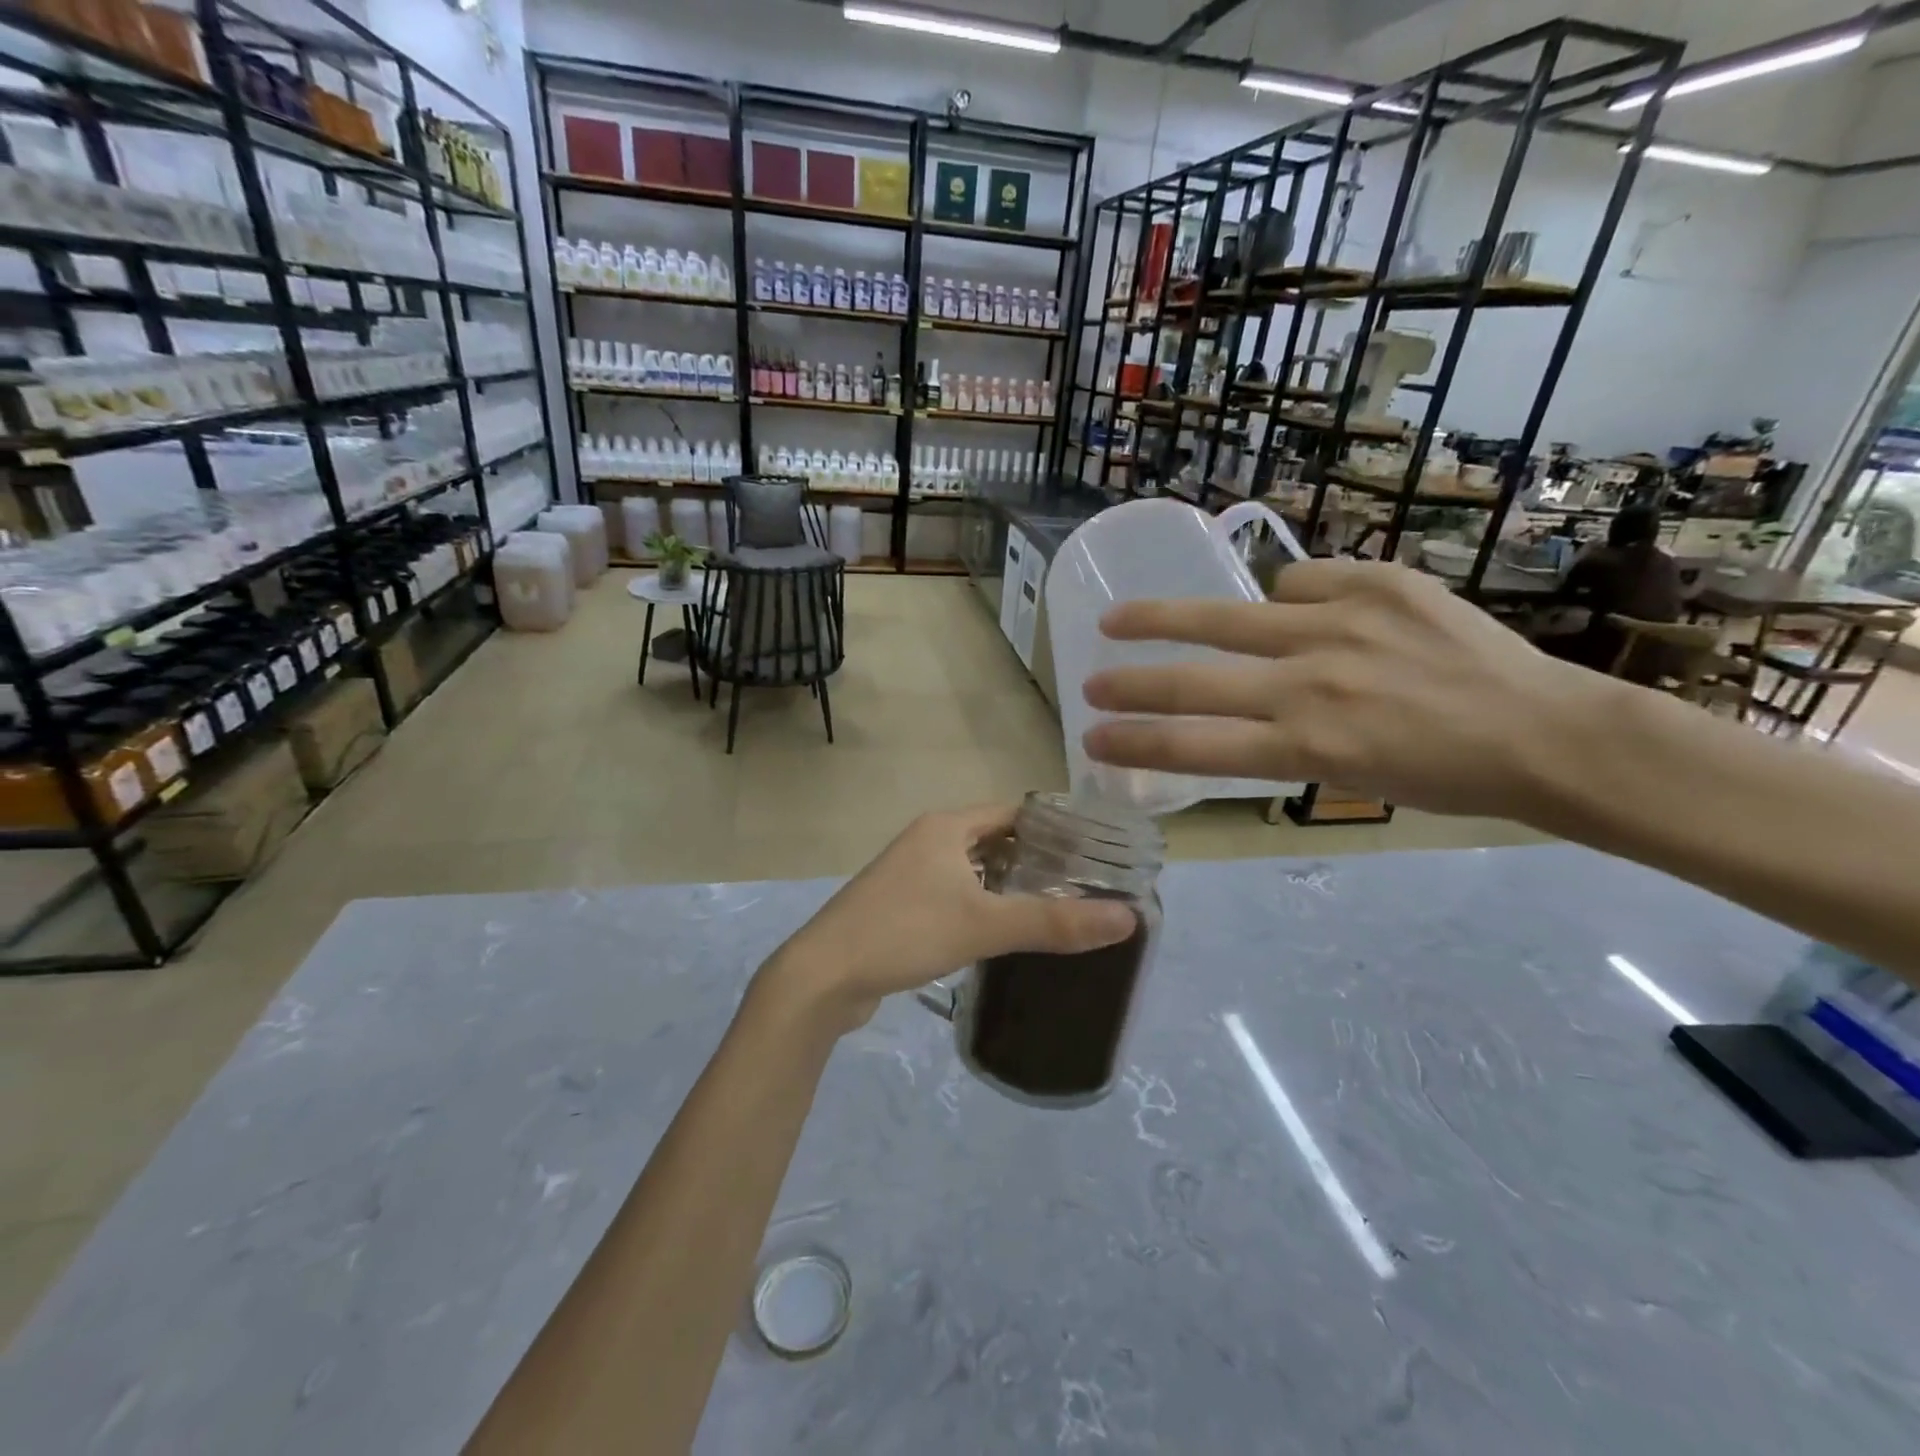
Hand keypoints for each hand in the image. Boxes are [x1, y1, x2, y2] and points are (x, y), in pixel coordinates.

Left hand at [758, 804, 1137, 1034]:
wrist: (822, 976)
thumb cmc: (904, 932)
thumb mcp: (984, 924)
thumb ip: (1054, 921)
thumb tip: (1128, 918)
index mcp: (946, 827)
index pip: (1014, 812)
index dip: (1055, 826)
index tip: (1096, 851)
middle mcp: (928, 841)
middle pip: (996, 841)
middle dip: (1037, 860)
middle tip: (1086, 886)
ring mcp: (910, 874)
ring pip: (974, 871)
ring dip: (1009, 886)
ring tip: (1058, 910)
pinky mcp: (901, 907)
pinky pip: (955, 896)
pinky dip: (983, 907)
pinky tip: (1006, 934)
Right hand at [1081, 559, 1614, 818]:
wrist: (1545, 732)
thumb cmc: (1445, 777)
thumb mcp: (1348, 776)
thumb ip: (1283, 738)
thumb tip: (1245, 686)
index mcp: (1305, 746)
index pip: (1195, 746)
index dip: (1135, 742)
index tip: (1092, 738)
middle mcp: (1311, 685)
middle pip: (1193, 681)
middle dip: (1130, 685)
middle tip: (1087, 682)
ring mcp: (1341, 626)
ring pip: (1226, 615)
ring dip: (1163, 619)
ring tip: (1122, 618)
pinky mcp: (1376, 583)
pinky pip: (1300, 581)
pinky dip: (1288, 596)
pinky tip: (1301, 608)